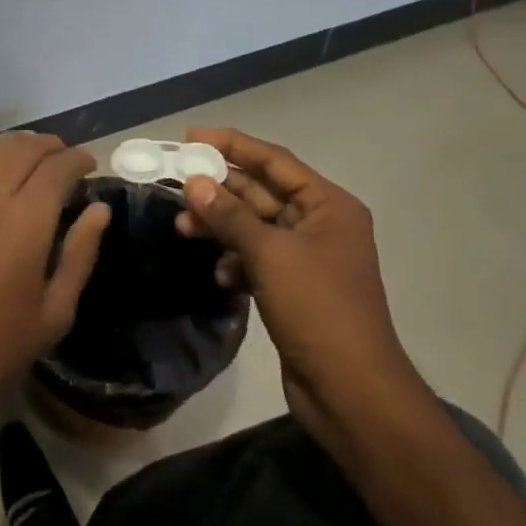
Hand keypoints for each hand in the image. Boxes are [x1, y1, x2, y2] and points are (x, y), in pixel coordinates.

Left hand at [0, 134, 109, 454]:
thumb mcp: (55, 312)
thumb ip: (80, 253)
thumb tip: (99, 209)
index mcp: (25, 220)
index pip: (58, 166)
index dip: (78, 160)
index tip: (88, 166)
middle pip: (22, 147)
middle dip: (49, 147)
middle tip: (62, 161)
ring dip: (14, 148)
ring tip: (28, 161)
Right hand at [175, 127, 429, 452]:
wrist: (349, 389)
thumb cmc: (317, 309)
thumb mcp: (271, 255)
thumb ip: (230, 216)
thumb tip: (195, 183)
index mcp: (328, 206)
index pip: (274, 161)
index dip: (232, 145)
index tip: (191, 137)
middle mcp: (319, 225)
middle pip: (261, 193)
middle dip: (219, 189)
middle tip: (175, 183)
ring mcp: (306, 258)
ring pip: (254, 228)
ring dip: (220, 225)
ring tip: (182, 227)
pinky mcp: (292, 288)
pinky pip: (256, 259)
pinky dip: (234, 260)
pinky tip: (218, 272)